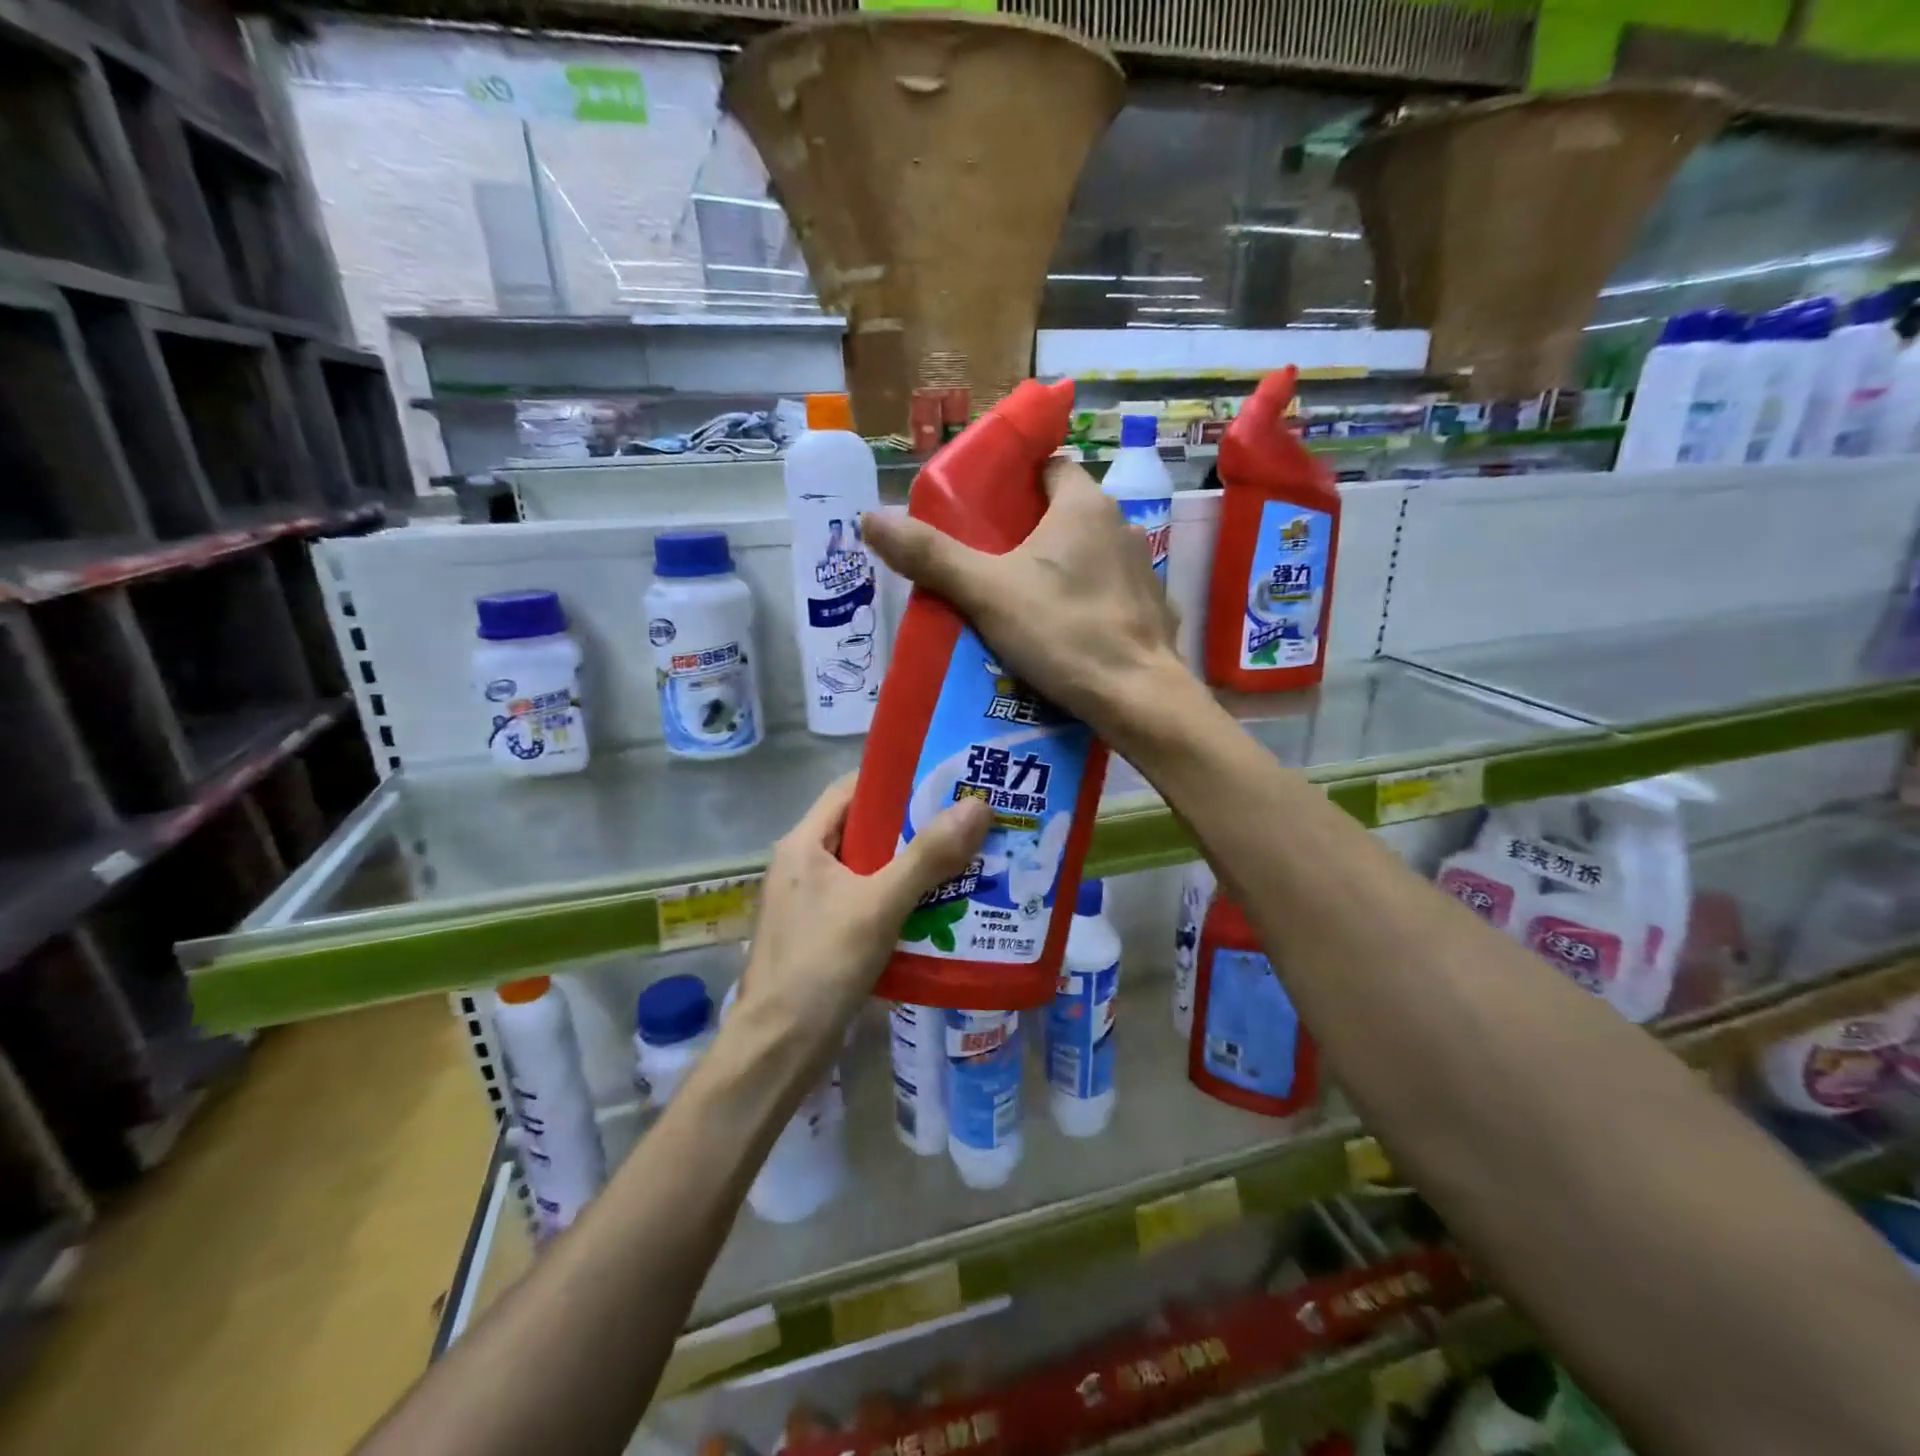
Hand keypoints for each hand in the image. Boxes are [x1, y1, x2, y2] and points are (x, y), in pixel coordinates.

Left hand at [739, 775, 989, 1054]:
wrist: (778, 1050)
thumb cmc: (821, 965)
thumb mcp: (878, 904)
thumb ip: (927, 856)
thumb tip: (976, 806)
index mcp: (803, 845)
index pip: (850, 790)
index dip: (895, 781)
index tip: (943, 781)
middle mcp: (803, 867)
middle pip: (864, 830)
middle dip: (914, 827)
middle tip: (967, 823)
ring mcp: (811, 904)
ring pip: (870, 870)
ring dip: (912, 867)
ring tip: (965, 862)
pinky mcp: (824, 936)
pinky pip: (869, 903)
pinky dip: (901, 901)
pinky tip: (941, 909)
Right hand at [860, 457, 1185, 741]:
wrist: (1138, 699)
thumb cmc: (1063, 631)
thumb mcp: (986, 592)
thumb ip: (931, 556)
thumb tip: (870, 518)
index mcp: (1084, 506)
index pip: (1049, 468)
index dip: (1014, 483)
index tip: (983, 512)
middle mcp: (1121, 527)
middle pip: (1064, 514)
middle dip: (1027, 533)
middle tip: (986, 563)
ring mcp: (1142, 571)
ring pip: (1087, 556)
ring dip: (1056, 571)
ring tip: (1016, 604)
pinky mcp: (1150, 611)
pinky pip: (1106, 594)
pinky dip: (1083, 604)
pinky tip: (1059, 634)